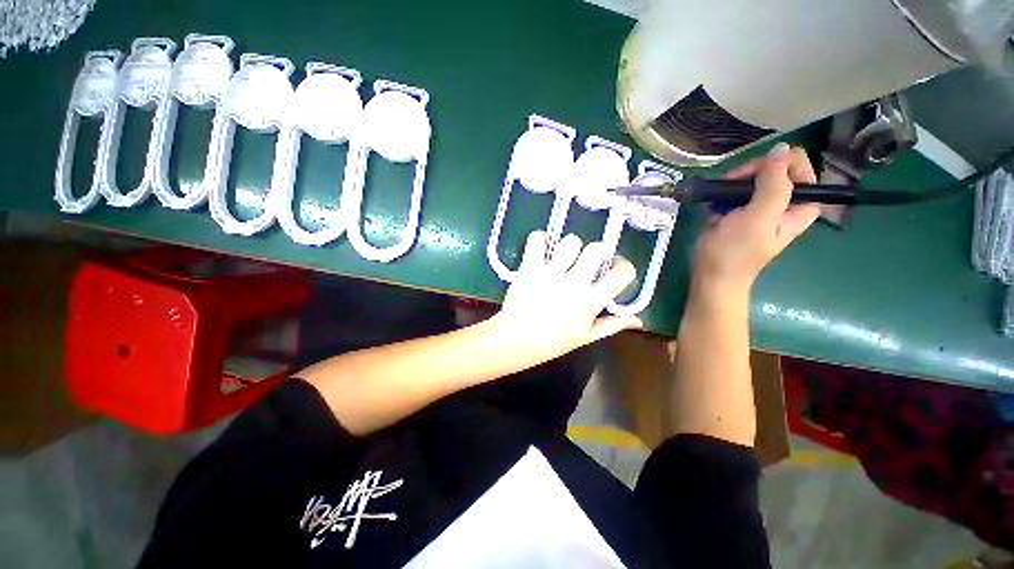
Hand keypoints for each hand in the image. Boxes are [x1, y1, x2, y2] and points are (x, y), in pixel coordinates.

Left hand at [489, 231, 641, 361]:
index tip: (615, 266)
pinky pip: (537, 240)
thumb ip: (613, 325)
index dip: (623, 265)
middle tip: (587, 259)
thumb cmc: (552, 342)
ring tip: (562, 256)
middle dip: (597, 251)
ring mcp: (551, 274)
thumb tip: (638, 320)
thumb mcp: (586, 337)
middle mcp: (574, 283)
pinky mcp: (530, 268)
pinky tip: (541, 249)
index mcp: (591, 301)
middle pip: (596, 249)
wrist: (516, 340)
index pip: (622, 273)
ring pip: (570, 241)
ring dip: (569, 246)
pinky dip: (539, 239)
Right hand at [692, 143, 820, 298]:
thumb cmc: (735, 252)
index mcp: (801, 203)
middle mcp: (784, 201)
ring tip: (718, 201)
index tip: (750, 177)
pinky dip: (722, 195)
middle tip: (728, 189)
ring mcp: (761, 206)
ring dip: (731, 185)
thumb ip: (773, 184)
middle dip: (748, 174)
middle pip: (773, 168)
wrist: (711, 275)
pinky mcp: (739, 210)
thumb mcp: (758, 218)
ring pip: (751, 177)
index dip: (773, 165)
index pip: (797, 165)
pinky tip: (714, 208)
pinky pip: (734, 190)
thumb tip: (780, 148)